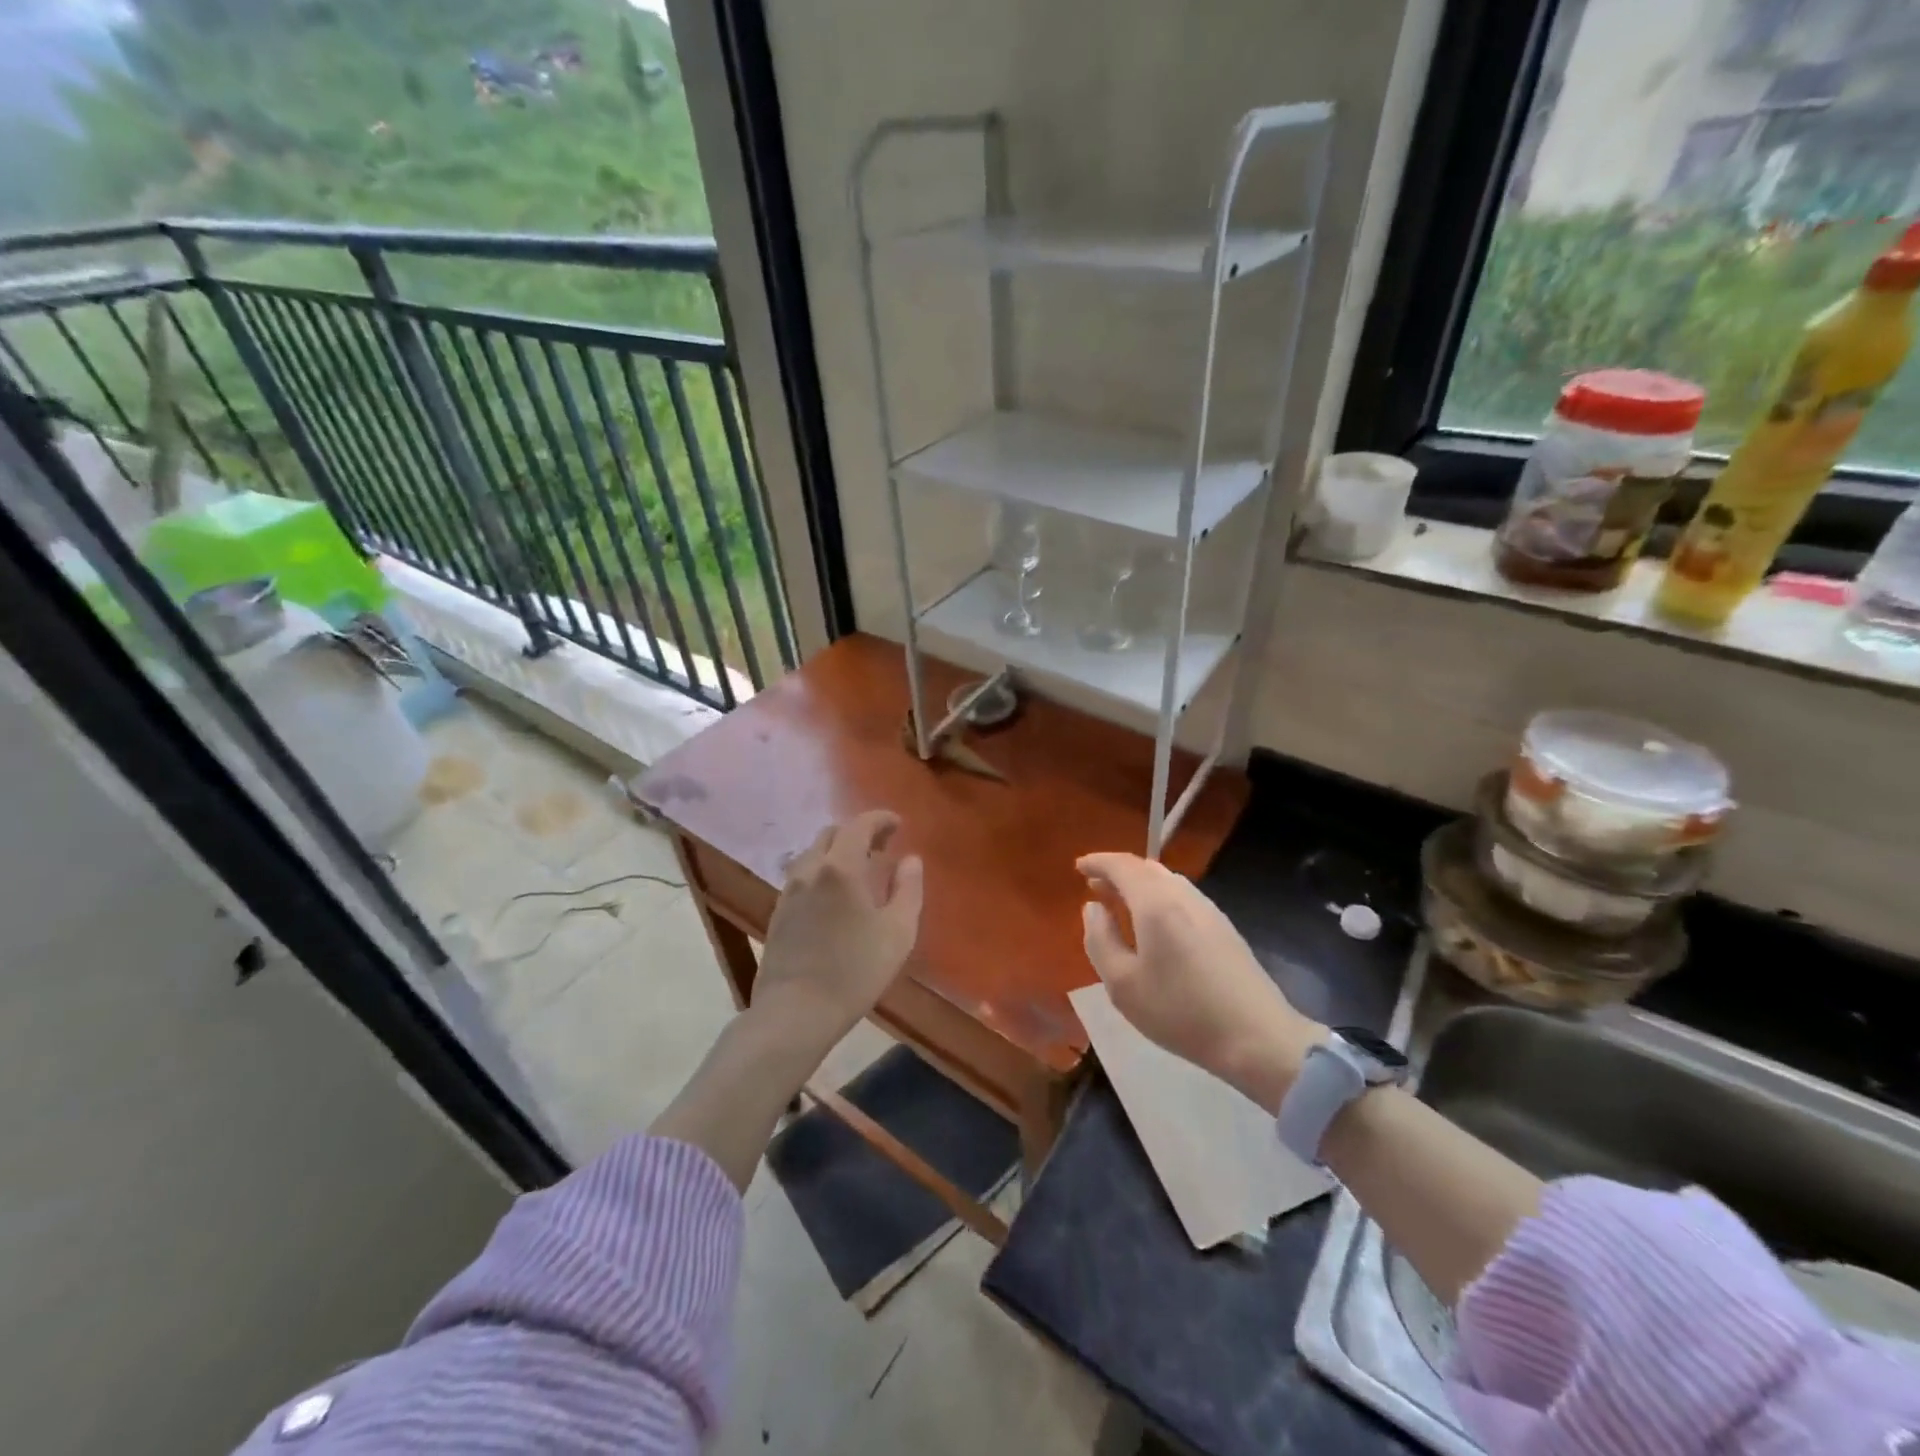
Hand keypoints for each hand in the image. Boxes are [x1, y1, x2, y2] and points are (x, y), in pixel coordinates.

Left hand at [752, 810, 924, 1052]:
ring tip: (859, 871)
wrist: (795, 1011)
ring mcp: (788, 891)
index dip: (880, 819)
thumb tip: (910, 860)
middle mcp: (809, 870)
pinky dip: (821, 871)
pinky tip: (834, 896)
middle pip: (831, 834)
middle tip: (882, 847)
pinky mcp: (777, 913)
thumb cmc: (855, 971)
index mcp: (840, 867)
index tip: (898, 824)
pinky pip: (802, 876)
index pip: (859, 825)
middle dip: (858, 832)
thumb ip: (908, 889)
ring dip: (837, 851)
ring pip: (812, 854)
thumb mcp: (898, 932)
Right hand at [1078, 852, 1324, 1110]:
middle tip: (1095, 885)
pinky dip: (1159, 897)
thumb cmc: (1180, 1012)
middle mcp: (1183, 896)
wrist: (1257, 1037)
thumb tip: (1093, 907)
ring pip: (1167, 881)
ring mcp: (1209, 910)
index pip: (1122, 866)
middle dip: (1118, 872)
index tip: (1078, 867)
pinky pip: (1182, 896)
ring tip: (1120, 903)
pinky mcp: (1224, 927)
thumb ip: (1100, 939)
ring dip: (1140, 885)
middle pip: (1146, 868)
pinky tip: (1154, 924)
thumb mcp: (1122, 984)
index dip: (1098, 861)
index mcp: (1156, 903)